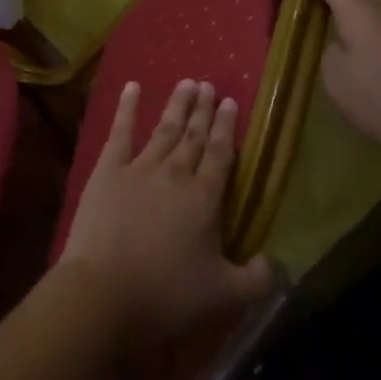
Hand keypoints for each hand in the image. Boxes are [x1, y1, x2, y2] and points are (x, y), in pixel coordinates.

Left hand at [59, 79, 275, 340]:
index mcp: (205, 198)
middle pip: (193, 136)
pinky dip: (127, 108)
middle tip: (208, 85)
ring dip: (177, 105)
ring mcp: (139, 168)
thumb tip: (276, 263)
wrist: (104, 291)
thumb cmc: (166, 294)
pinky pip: (120, 132)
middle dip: (203, 110)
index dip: (226, 127)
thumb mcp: (224, 296)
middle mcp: (175, 173)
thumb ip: (257, 279)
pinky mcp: (107, 171)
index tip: (230, 102)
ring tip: (187, 83)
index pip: (220, 153)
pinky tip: (132, 87)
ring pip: (164, 129)